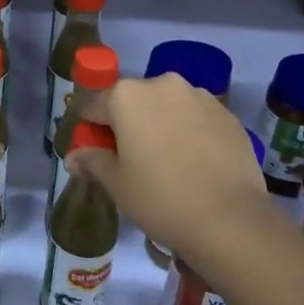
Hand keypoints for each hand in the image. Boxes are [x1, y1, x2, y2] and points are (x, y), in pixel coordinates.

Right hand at [80, 75, 270, 263]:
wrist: (230, 219)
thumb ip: (92, 162)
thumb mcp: (116, 184)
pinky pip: (197, 118)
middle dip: (127, 124)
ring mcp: (200, 96)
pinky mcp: (227, 114)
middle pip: (133, 101)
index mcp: (127, 96)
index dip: (89, 130)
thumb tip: (73, 157)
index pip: (93, 106)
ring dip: (161, 125)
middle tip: (131, 161)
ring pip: (168, 107)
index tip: (93, 153)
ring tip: (168, 163)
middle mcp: (163, 84)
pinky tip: (195, 164)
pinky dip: (190, 133)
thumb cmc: (160, 198)